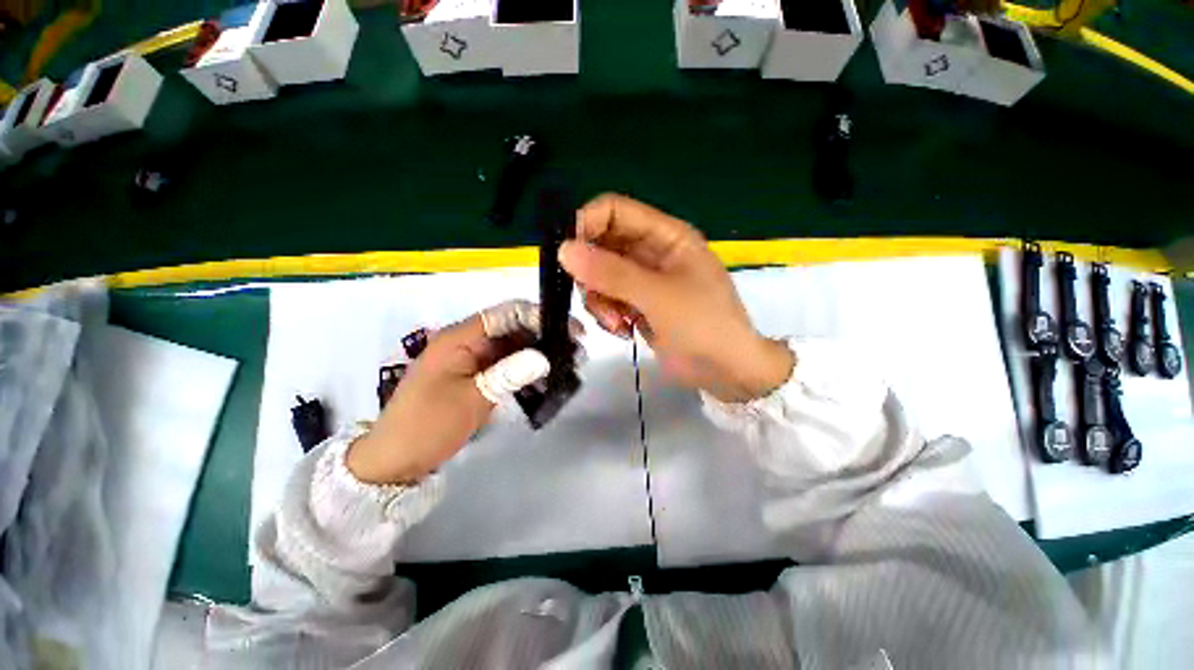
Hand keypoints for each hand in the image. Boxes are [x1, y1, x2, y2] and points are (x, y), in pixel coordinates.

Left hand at [346, 300, 580, 484]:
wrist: (395, 462)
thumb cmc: (427, 426)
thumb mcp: (470, 399)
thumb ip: (508, 374)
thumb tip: (545, 356)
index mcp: (459, 338)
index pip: (505, 314)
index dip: (538, 316)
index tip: (569, 330)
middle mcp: (468, 343)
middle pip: (513, 329)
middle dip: (545, 336)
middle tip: (576, 351)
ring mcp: (473, 362)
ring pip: (513, 349)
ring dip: (539, 355)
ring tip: (568, 365)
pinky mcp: (478, 379)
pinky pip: (508, 368)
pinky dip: (527, 372)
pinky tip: (547, 381)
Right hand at [559, 194, 793, 402]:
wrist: (725, 370)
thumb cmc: (702, 325)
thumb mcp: (657, 296)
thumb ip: (612, 273)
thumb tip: (564, 250)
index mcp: (665, 235)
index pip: (614, 211)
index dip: (586, 225)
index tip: (567, 255)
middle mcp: (651, 252)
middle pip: (601, 245)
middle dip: (591, 274)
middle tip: (594, 297)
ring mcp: (642, 279)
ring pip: (599, 276)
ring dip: (600, 300)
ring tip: (616, 323)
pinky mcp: (637, 303)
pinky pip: (607, 299)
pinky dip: (608, 314)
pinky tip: (623, 331)